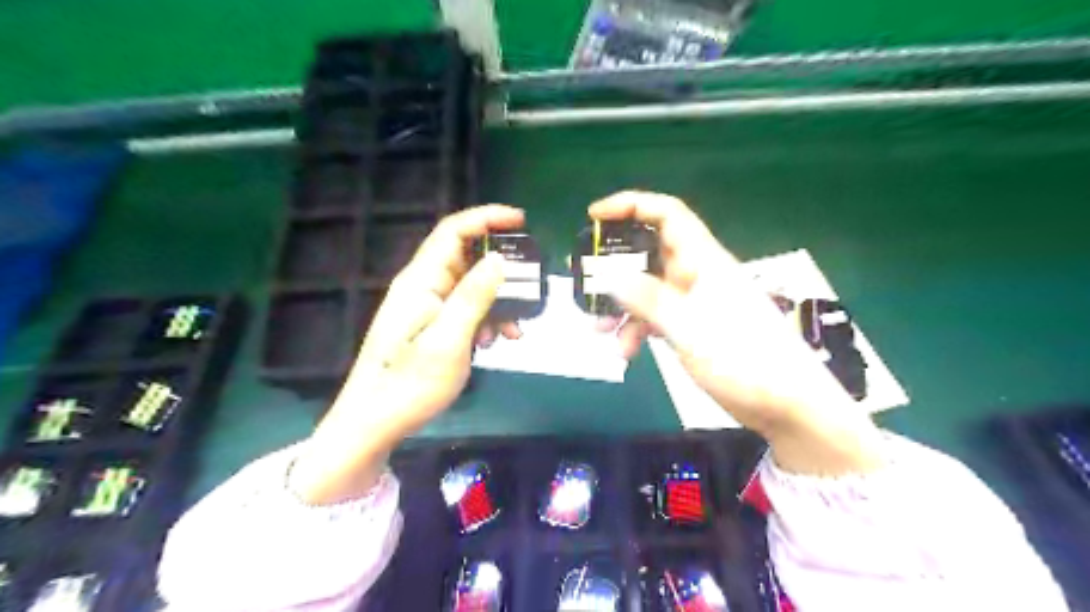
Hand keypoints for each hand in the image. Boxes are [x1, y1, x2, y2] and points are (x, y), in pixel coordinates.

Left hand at [289, 205, 527, 502]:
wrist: (375, 423)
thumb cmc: (410, 384)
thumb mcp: (450, 340)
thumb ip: (474, 296)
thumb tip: (499, 259)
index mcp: (421, 280)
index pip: (453, 231)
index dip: (487, 218)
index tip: (522, 221)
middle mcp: (422, 285)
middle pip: (466, 257)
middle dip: (501, 268)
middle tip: (531, 284)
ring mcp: (426, 306)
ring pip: (470, 286)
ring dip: (498, 300)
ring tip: (516, 328)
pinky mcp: (431, 324)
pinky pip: (465, 308)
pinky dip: (487, 318)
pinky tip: (497, 341)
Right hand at [588, 191, 884, 478]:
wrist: (785, 405)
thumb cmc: (744, 360)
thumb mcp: (690, 328)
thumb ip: (648, 299)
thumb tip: (610, 276)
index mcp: (703, 261)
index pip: (666, 214)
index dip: (630, 205)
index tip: (593, 216)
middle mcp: (697, 273)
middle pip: (649, 252)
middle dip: (615, 265)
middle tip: (585, 279)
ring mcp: (695, 301)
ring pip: (648, 289)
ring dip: (622, 306)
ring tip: (600, 330)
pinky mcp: (694, 326)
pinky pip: (657, 316)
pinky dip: (638, 328)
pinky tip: (627, 350)